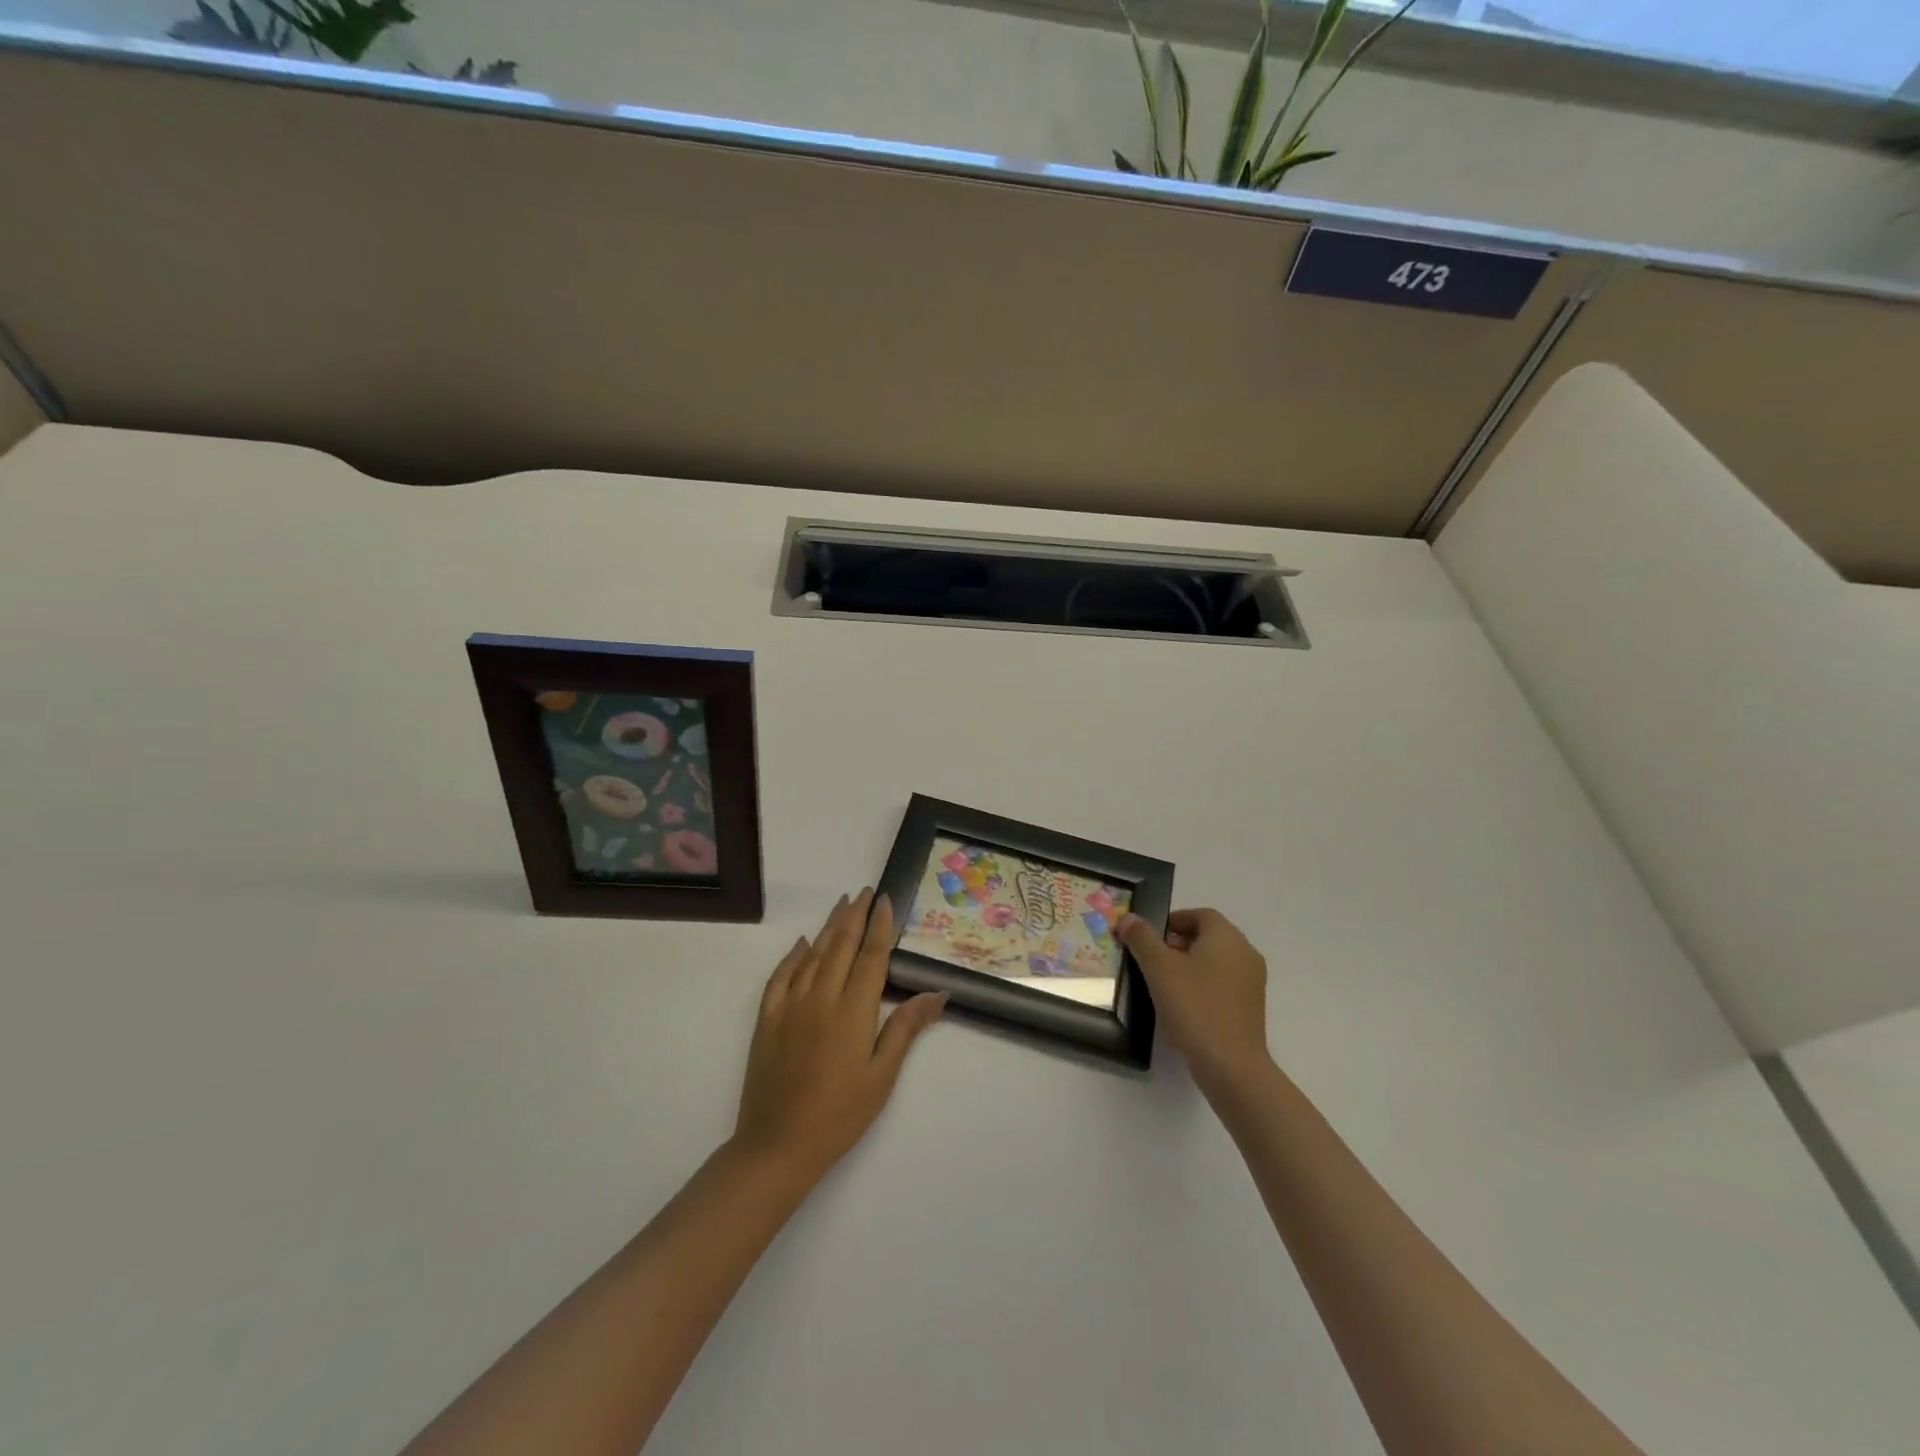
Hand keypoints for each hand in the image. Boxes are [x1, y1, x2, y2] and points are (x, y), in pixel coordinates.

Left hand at [732, 889, 946, 1185]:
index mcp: (853, 1010)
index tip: (884, 900)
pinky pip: (780, 976)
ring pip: (812, 954)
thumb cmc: (840, 1115)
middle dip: (854, 915)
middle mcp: (821, 997)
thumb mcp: (882, 1076)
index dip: (879, 926)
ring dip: (828, 927)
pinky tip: (802, 943)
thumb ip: (906, 1029)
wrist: (778, 1145)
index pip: (870, 956)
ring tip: (841, 905)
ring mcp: (790, 1006)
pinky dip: (793, 955)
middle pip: (840, 945)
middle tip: (864, 892)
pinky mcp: (767, 1020)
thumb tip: (937, 993)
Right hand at [1117, 908, 1271, 1095]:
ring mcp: (1252, 982)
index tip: (1148, 939)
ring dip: (1188, 966)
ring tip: (1162, 985)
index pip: (1199, 915)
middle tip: (1150, 961)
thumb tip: (1127, 918)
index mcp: (1227, 937)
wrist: (1231, 1066)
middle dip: (1176, 944)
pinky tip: (1183, 1006)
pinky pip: (1222, 984)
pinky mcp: (1250, 1008)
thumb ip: (1141, 938)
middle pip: (1206, 937)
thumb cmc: (1194, 1007)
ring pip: (1214, 961)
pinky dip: (1202, 986)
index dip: (1171, 921)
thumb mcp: (1159, 968)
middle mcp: (1245, 953)